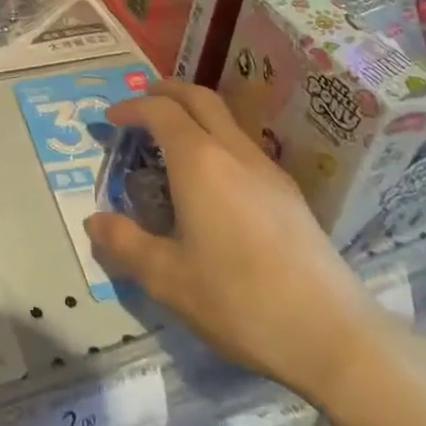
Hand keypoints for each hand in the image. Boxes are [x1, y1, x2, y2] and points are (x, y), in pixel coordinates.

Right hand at [85, 82, 388, 407]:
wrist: (332, 334)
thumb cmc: (239, 301)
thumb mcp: (167, 279)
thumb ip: (125, 244)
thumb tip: (94, 221)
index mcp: (200, 162)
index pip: (161, 111)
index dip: (132, 107)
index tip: (111, 120)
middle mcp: (234, 151)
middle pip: (199, 97)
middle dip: (166, 91)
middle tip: (142, 101)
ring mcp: (267, 169)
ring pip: (226, 118)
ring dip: (195, 112)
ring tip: (172, 138)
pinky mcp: (289, 192)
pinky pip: (243, 144)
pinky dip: (216, 137)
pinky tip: (212, 178)